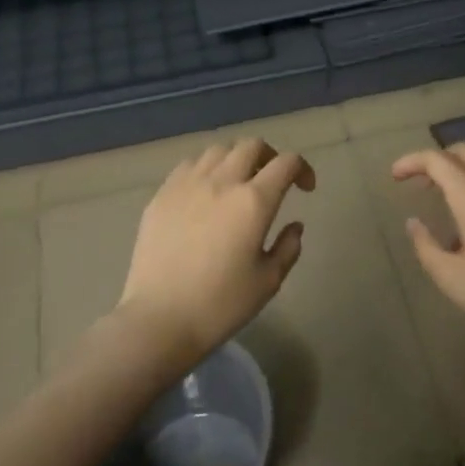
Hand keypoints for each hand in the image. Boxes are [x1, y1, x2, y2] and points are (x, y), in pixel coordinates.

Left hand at [116, 138, 315, 367]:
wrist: (159, 319)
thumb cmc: (220, 305)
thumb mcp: (268, 282)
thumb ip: (288, 247)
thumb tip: (294, 225)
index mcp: (253, 201)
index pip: (286, 163)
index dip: (303, 169)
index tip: (305, 188)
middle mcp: (222, 182)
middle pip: (252, 146)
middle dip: (270, 157)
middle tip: (273, 180)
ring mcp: (187, 184)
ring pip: (219, 150)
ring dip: (237, 158)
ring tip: (238, 182)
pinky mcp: (162, 194)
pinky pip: (189, 165)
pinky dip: (206, 168)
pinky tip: (206, 191)